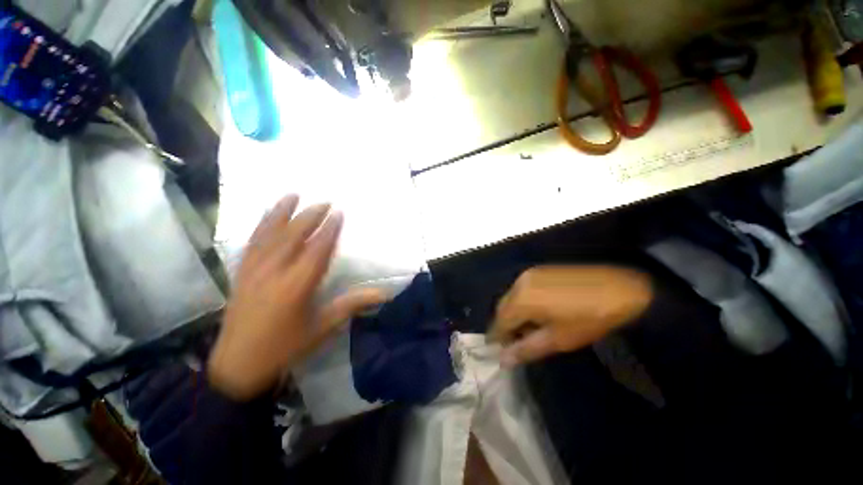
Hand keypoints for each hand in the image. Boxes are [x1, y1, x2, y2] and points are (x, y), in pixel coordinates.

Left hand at [208, 195, 388, 400]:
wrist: (238, 365)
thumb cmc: (286, 347)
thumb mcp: (323, 327)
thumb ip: (352, 304)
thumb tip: (384, 294)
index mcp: (297, 286)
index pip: (317, 249)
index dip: (330, 229)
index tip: (338, 213)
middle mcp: (275, 272)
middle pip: (294, 236)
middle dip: (310, 216)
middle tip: (324, 202)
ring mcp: (254, 271)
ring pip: (269, 234)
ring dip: (281, 213)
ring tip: (292, 195)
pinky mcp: (241, 274)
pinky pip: (251, 243)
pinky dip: (260, 225)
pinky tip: (266, 215)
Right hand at [490, 265, 652, 366]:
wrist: (619, 288)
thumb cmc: (587, 319)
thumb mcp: (557, 339)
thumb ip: (525, 349)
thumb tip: (502, 360)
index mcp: (520, 299)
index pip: (499, 322)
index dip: (499, 339)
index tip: (505, 352)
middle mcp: (519, 283)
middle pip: (503, 308)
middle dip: (507, 326)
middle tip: (521, 341)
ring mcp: (528, 274)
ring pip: (512, 298)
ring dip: (515, 314)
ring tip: (534, 328)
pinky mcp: (538, 271)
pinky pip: (522, 289)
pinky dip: (524, 302)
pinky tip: (540, 311)